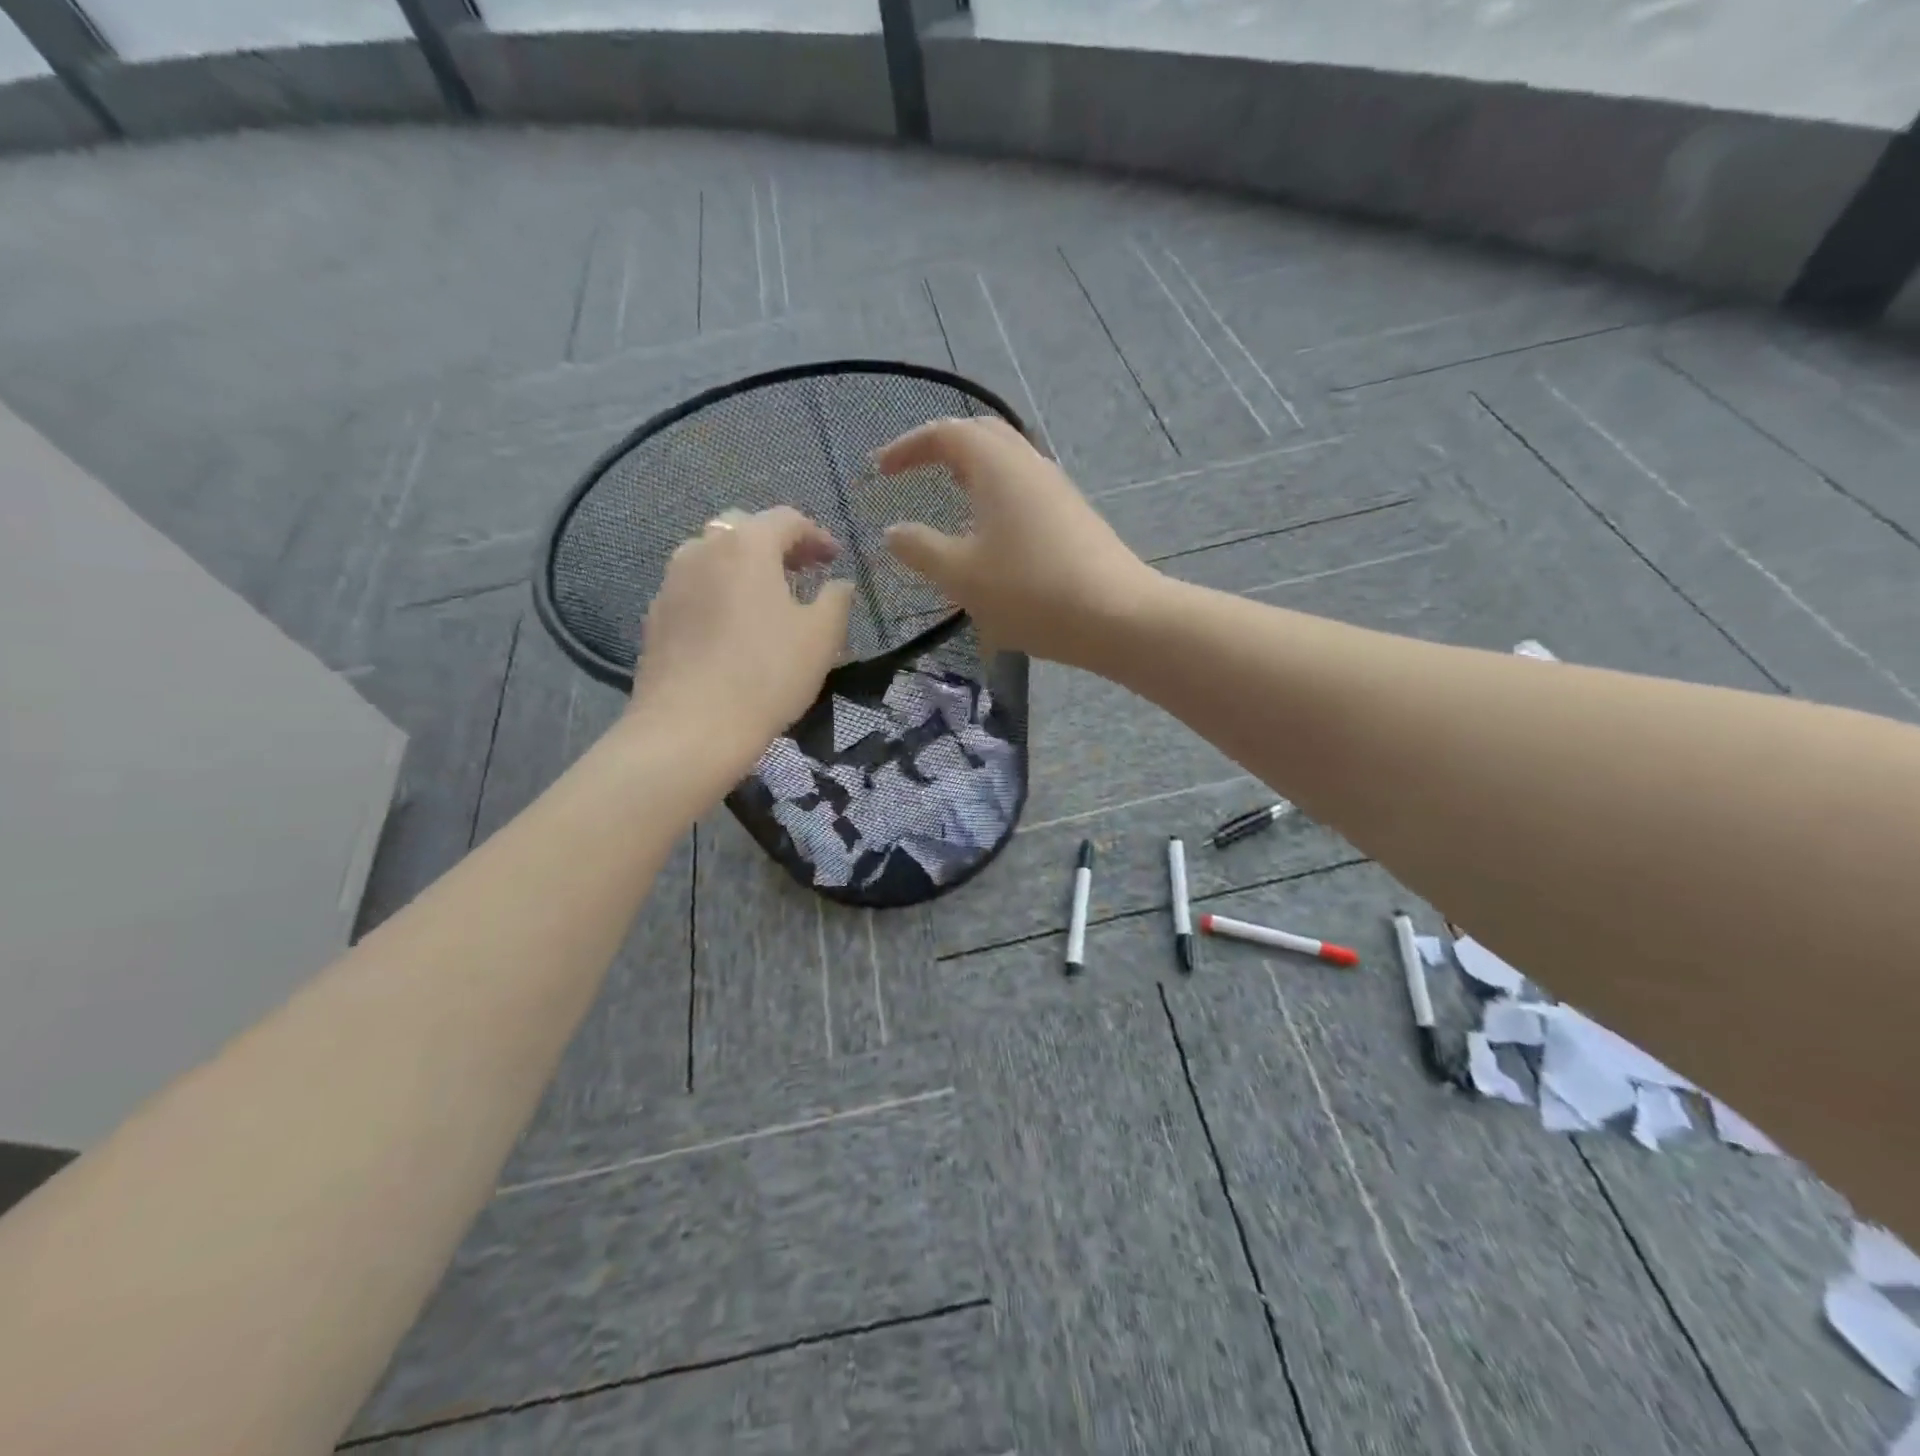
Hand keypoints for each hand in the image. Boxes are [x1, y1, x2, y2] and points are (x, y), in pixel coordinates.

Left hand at [626, 507, 854, 769]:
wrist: (690, 727)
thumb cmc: (767, 674)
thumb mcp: (822, 637)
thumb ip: (836, 600)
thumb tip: (839, 584)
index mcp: (746, 545)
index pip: (786, 520)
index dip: (816, 535)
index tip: (835, 559)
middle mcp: (702, 550)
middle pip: (743, 530)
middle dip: (776, 545)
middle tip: (801, 572)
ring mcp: (671, 582)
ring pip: (713, 558)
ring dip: (744, 568)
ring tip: (767, 599)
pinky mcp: (656, 616)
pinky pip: (695, 589)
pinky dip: (719, 593)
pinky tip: (733, 628)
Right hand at [874, 417, 1158, 667]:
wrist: (1117, 617)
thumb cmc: (1031, 592)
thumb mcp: (962, 576)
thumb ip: (921, 550)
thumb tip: (894, 531)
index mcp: (997, 465)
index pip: (945, 433)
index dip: (908, 447)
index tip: (881, 470)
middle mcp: (1029, 464)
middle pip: (981, 435)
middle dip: (942, 447)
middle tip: (915, 471)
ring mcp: (1057, 489)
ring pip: (1007, 462)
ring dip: (972, 471)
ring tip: (949, 498)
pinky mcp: (1074, 517)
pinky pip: (1025, 489)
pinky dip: (996, 495)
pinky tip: (990, 533)